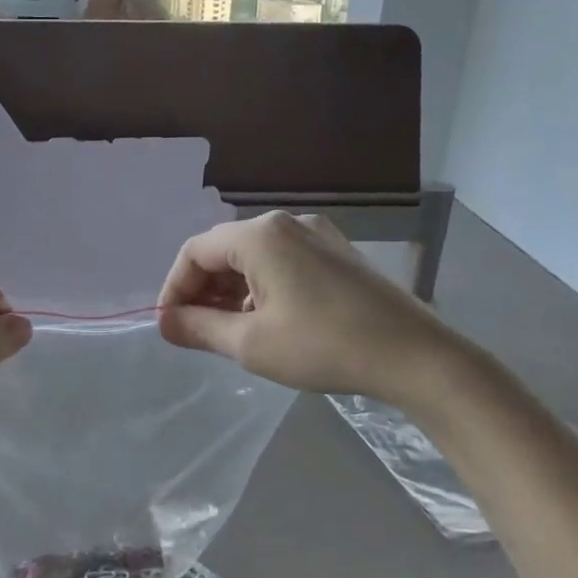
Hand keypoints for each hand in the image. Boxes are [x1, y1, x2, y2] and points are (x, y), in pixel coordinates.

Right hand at [156, 212, 450, 399]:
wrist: (413, 354)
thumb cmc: (323, 346)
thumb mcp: (250, 343)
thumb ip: (198, 328)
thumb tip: (164, 321)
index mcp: (260, 236)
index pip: (195, 252)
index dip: (174, 288)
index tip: (170, 326)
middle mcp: (287, 223)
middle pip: (225, 250)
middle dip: (203, 290)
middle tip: (196, 332)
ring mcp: (318, 235)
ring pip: (255, 257)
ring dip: (232, 292)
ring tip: (230, 332)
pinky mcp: (338, 253)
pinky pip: (284, 262)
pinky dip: (263, 288)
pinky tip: (269, 322)